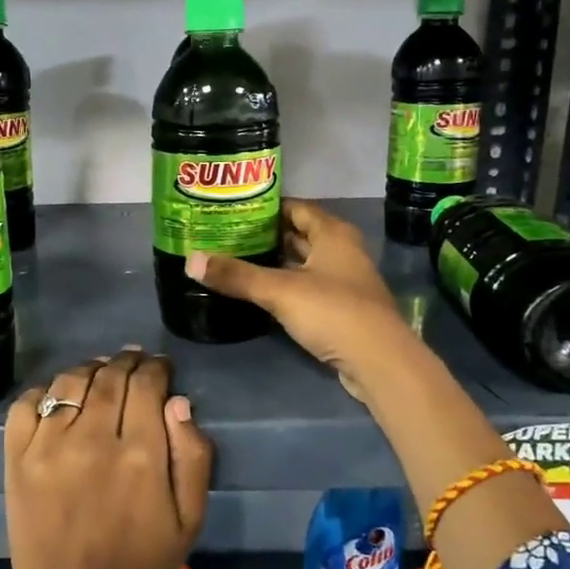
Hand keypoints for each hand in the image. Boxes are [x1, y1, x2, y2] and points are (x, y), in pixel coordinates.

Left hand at [3, 350, 212, 568]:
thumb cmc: (139, 566)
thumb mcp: (189, 521)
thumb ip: (194, 457)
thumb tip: (178, 402)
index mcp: (140, 454)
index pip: (147, 384)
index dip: (156, 367)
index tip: (160, 367)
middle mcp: (93, 437)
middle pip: (110, 375)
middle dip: (127, 360)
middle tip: (134, 361)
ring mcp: (49, 445)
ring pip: (70, 380)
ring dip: (90, 368)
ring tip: (99, 371)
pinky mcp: (18, 457)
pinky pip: (27, 403)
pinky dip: (44, 391)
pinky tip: (58, 397)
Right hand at [185, 198, 418, 400]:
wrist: (379, 361)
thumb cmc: (332, 311)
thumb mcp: (279, 290)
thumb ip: (236, 275)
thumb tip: (190, 260)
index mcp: (332, 233)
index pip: (295, 208)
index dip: (266, 207)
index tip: (233, 209)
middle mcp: (341, 250)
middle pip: (299, 234)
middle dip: (266, 235)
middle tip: (227, 235)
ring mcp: (343, 281)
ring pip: (303, 263)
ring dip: (275, 262)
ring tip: (236, 260)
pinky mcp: (341, 308)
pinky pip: (307, 287)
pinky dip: (285, 285)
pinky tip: (259, 292)